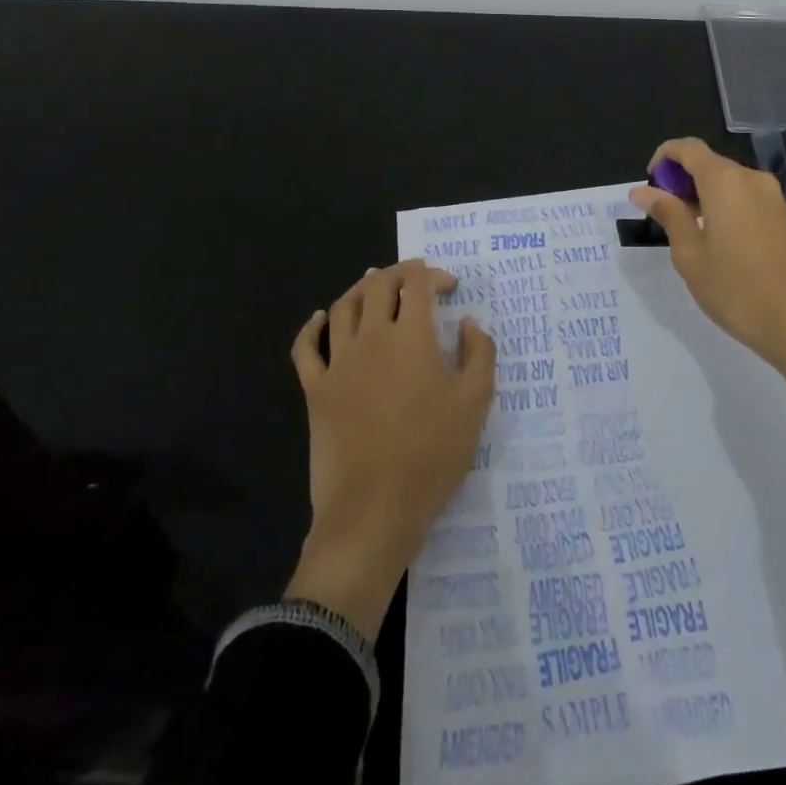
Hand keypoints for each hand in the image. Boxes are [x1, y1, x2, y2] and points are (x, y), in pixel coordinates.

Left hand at [285, 259, 496, 636]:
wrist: (373, 511)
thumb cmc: (431, 455)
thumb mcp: (475, 403)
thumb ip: (479, 354)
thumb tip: (468, 323)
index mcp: (411, 336)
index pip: (417, 283)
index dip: (434, 275)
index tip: (450, 287)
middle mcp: (371, 338)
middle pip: (379, 286)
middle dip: (400, 273)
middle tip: (416, 279)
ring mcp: (337, 363)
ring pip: (343, 307)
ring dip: (361, 289)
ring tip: (374, 285)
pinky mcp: (315, 390)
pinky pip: (306, 347)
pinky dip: (312, 326)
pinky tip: (321, 318)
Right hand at [632, 138, 785, 456]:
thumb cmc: (736, 289)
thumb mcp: (690, 254)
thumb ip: (668, 214)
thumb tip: (642, 191)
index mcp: (725, 181)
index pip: (688, 148)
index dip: (663, 158)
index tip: (650, 186)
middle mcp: (752, 179)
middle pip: (710, 163)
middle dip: (682, 180)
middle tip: (665, 216)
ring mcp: (775, 197)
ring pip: (730, 182)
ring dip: (705, 195)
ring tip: (690, 233)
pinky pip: (749, 199)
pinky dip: (727, 207)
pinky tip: (721, 244)